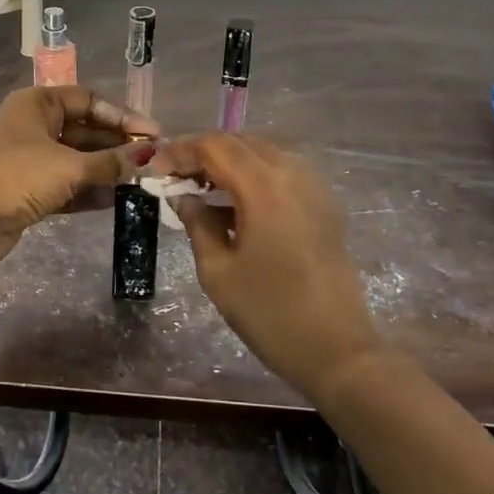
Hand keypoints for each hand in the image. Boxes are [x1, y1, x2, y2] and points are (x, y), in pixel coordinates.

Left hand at [0, 87, 157, 276]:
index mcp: (38, 104)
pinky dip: (90, 190)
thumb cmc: (16, 176)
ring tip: (142, 182)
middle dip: (117, 145)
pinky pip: (68, 184)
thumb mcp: (69, 166)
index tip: (153, 135)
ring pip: (78, 159)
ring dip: (107, 170)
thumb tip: (149, 158)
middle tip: (153, 161)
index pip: (89, 100)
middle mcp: (34, 126)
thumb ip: (110, 162)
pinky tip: (118, 200)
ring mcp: (30, 160)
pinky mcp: (29, 190)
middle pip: (85, 130)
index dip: (122, 115)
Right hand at [156, 133, 381, 401]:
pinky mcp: (326, 204)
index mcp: (264, 188)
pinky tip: (238, 203)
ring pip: (264, 152)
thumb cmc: (270, 314)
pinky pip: (284, 170)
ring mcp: (315, 187)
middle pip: (240, 142)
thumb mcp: (218, 272)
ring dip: (230, 161)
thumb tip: (183, 197)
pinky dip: (255, 174)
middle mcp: (293, 175)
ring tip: (202, 188)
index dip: (180, 152)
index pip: (214, 147)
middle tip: (175, 178)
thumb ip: (197, 224)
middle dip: (203, 153)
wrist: (338, 351)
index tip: (155, 171)